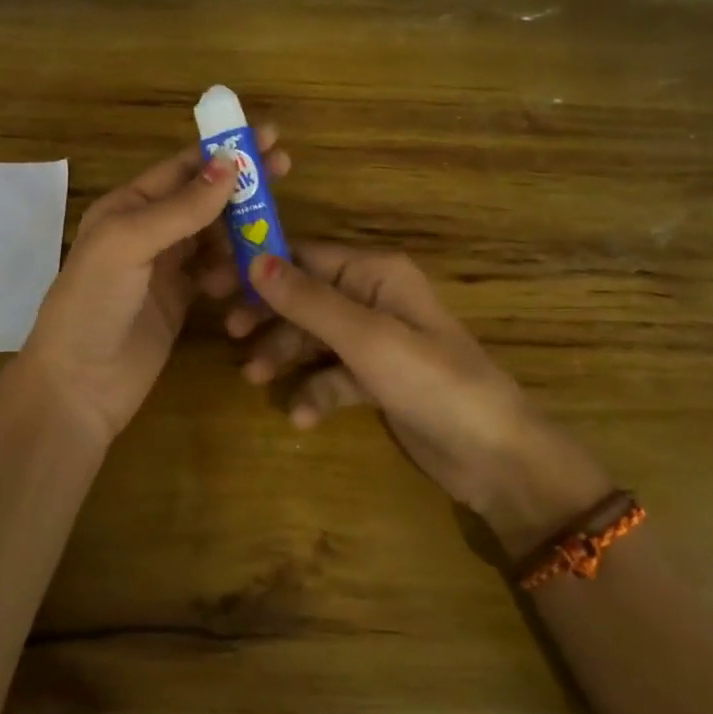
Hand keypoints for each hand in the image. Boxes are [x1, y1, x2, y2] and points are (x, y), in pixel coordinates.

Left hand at [18, 130, 290, 445]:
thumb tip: (230, 163)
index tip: (268, 136)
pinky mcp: (180, 301)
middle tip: (285, 168)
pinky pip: (217, 273)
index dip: (224, 150)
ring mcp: (165, 267)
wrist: (78, 386)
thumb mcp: (129, 244)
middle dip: (241, 184)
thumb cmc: (94, 303)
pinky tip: (245, 280)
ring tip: (270, 235)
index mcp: (127, 206)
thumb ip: (180, 208)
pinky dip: (234, 271)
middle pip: (203, 197)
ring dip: (241, 231)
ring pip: (215, 236)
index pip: (183, 167)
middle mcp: (147, 230)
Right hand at [225, 243, 608, 540]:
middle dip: (269, 316)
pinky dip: (315, 392)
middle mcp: (373, 299)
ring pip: (314, 337)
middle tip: (231, 335)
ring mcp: (376, 341)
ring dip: (285, 356)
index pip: (304, 256)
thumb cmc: (432, 382)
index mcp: (375, 273)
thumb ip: (308, 300)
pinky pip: (333, 376)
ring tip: (256, 381)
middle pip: (304, 297)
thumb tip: (254, 260)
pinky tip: (302, 418)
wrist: (495, 457)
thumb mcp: (365, 338)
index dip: (260, 267)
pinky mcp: (377, 380)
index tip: (217, 284)